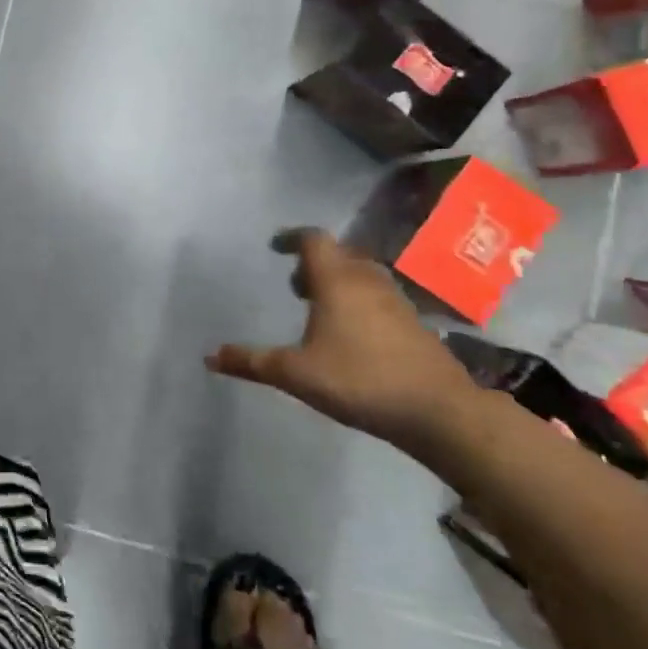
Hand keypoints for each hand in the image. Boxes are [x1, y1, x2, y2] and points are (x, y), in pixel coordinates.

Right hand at [207, 228, 475, 451]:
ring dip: (338, 281)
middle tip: (295, 285)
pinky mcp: (413, 323)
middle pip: (339, 254)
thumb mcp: (295, 373)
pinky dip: (359, 300)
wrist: (438, 410)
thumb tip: (209, 356)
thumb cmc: (359, 380)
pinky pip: (378, 296)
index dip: (292, 237)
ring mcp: (396, 300)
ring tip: (320, 308)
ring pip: (362, 275)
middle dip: (314, 263)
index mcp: (336, 281)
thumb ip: (251, 362)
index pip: (313, 240)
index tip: (275, 246)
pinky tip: (351, 333)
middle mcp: (367, 280)